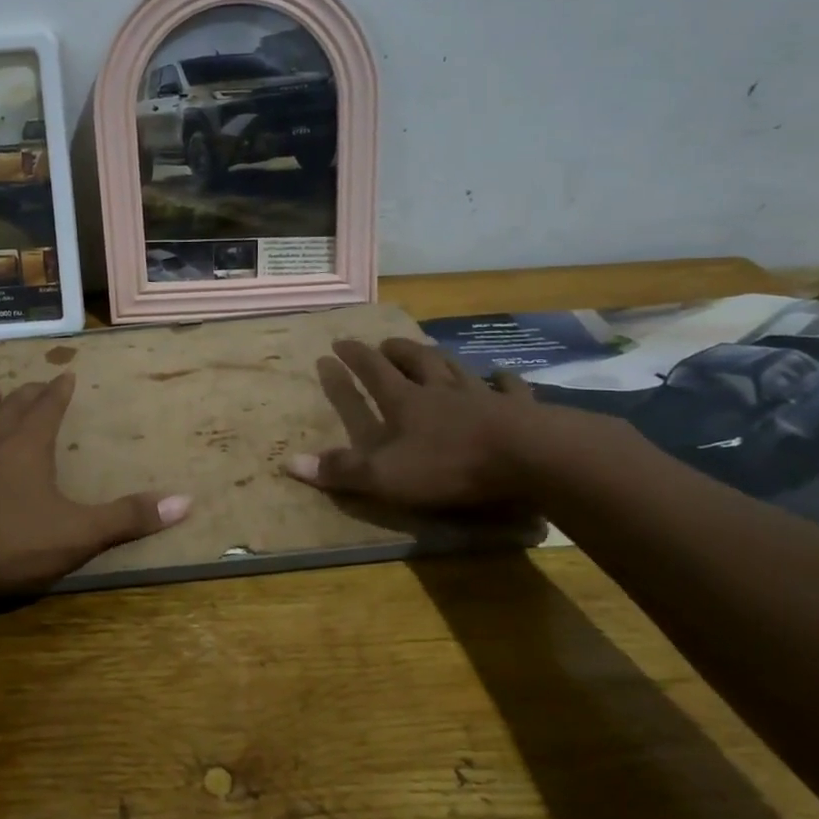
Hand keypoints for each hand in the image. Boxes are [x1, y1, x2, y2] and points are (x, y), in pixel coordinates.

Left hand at [0, 372, 190, 596]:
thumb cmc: (11, 541)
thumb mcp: (78, 532)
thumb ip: (127, 517)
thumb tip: (185, 501)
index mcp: (27, 447)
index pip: (47, 408)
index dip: (59, 391)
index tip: (65, 373)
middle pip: (10, 410)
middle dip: (25, 395)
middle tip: (32, 382)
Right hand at [283, 338, 542, 508]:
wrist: (528, 458)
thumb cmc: (450, 466)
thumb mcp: (386, 475)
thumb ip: (341, 470)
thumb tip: (289, 462)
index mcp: (406, 403)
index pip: (373, 372)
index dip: (354, 357)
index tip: (338, 343)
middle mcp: (440, 390)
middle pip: (415, 360)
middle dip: (396, 350)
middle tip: (385, 343)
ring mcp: (481, 395)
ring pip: (455, 367)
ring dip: (439, 357)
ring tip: (430, 351)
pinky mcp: (518, 408)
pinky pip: (508, 387)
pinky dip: (502, 380)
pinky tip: (502, 374)